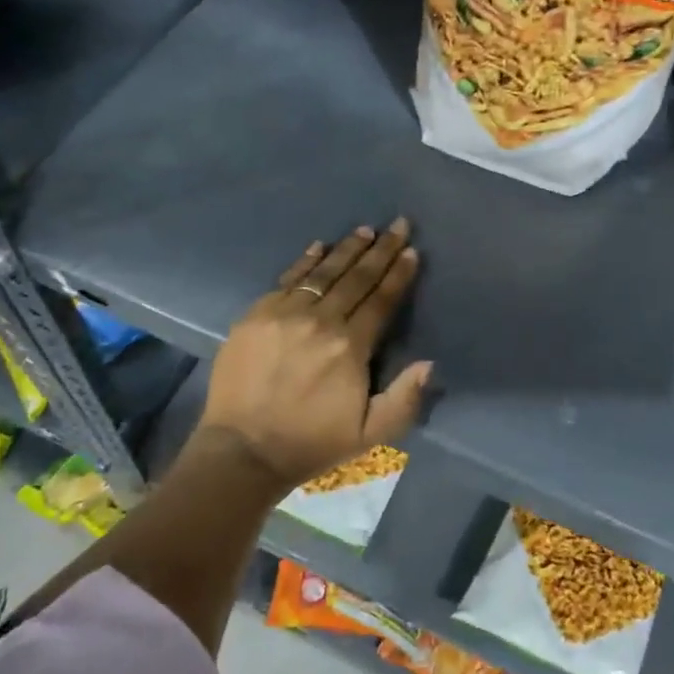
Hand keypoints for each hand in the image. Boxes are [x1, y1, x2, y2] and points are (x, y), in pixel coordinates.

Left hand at [198, 219, 433, 490]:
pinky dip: (306, 261)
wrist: (244, 449)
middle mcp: (320, 321)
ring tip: (365, 230)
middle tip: (398, 225)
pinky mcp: (256, 314)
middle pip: (356, 278)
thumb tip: (429, 363)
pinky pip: (287, 279)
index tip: (411, 251)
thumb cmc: (312, 443)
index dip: (398, 274)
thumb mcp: (370, 434)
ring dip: (347, 249)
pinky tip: (320, 246)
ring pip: (323, 272)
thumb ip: (405, 399)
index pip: (381, 300)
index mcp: (350, 347)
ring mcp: (284, 314)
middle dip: (380, 250)